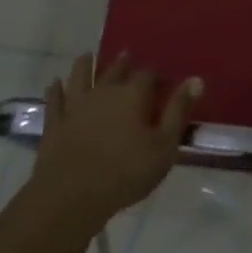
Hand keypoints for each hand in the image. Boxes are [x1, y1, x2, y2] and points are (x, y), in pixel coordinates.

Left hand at [30, 54, 201, 228]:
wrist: (72, 195)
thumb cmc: (125, 172)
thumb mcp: (164, 146)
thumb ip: (179, 111)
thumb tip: (197, 79)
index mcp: (133, 94)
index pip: (148, 75)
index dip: (156, 77)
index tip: (162, 83)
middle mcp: (105, 90)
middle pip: (115, 70)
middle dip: (122, 63)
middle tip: (125, 56)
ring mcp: (77, 103)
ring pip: (80, 75)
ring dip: (85, 65)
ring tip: (87, 57)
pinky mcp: (55, 121)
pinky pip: (55, 99)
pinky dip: (55, 89)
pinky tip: (55, 83)